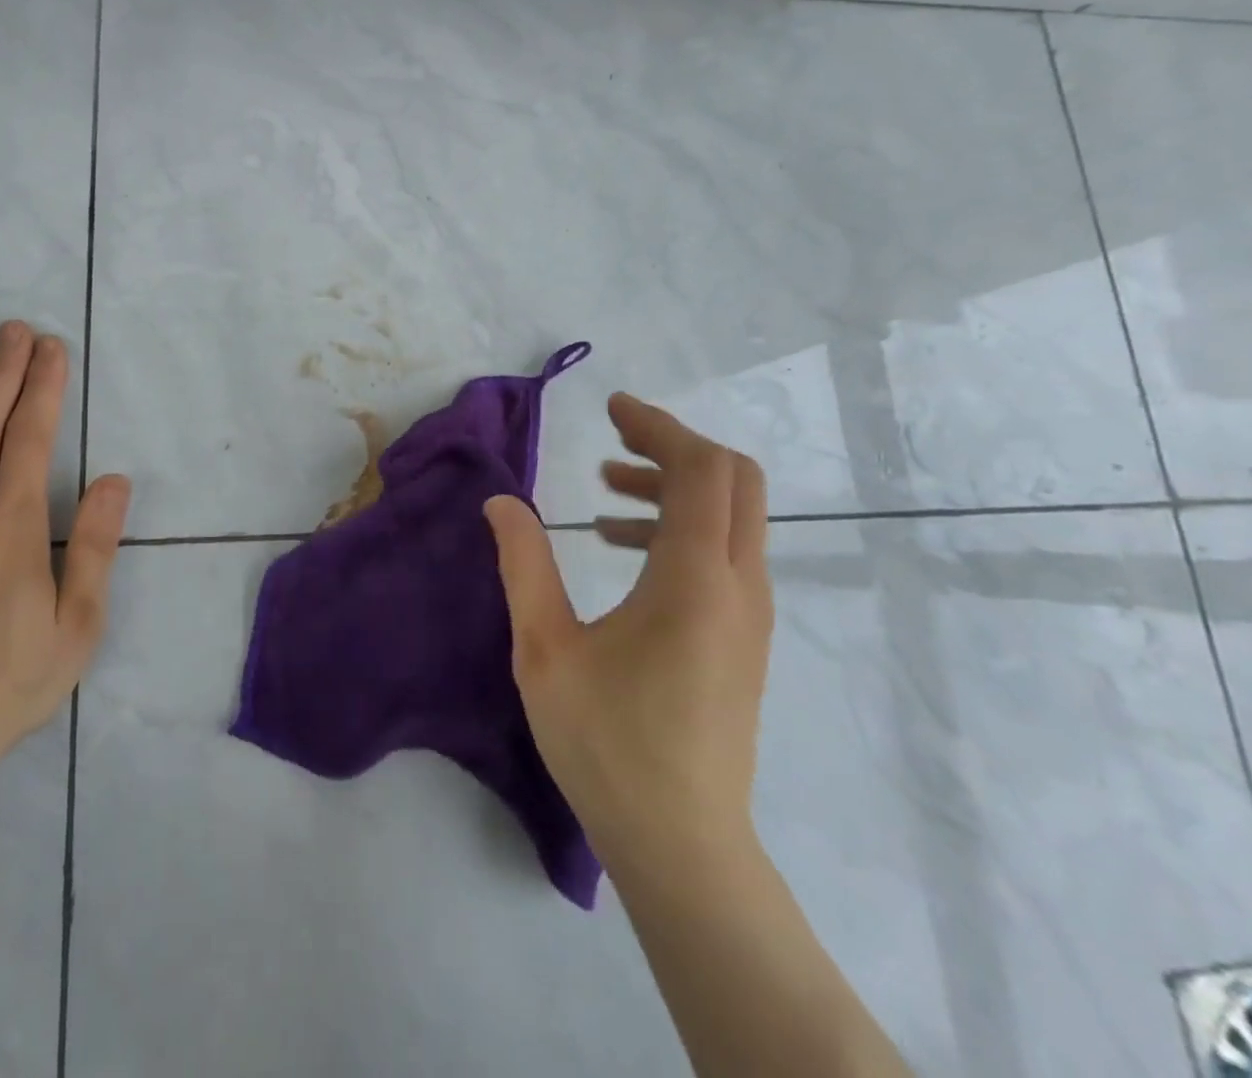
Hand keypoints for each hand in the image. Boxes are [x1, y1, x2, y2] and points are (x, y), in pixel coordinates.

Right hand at [484, 395, 770, 869]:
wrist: (681, 843)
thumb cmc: (606, 743)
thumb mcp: (545, 648)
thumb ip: (524, 564)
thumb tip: (502, 502)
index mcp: (693, 580)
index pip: (701, 470)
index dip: (659, 426)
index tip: (612, 408)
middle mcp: (737, 586)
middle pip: (734, 480)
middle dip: (674, 446)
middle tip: (614, 440)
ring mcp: (749, 614)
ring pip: (732, 516)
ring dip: (675, 486)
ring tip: (607, 489)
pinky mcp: (743, 637)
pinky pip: (724, 552)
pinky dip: (681, 526)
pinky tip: (623, 547)